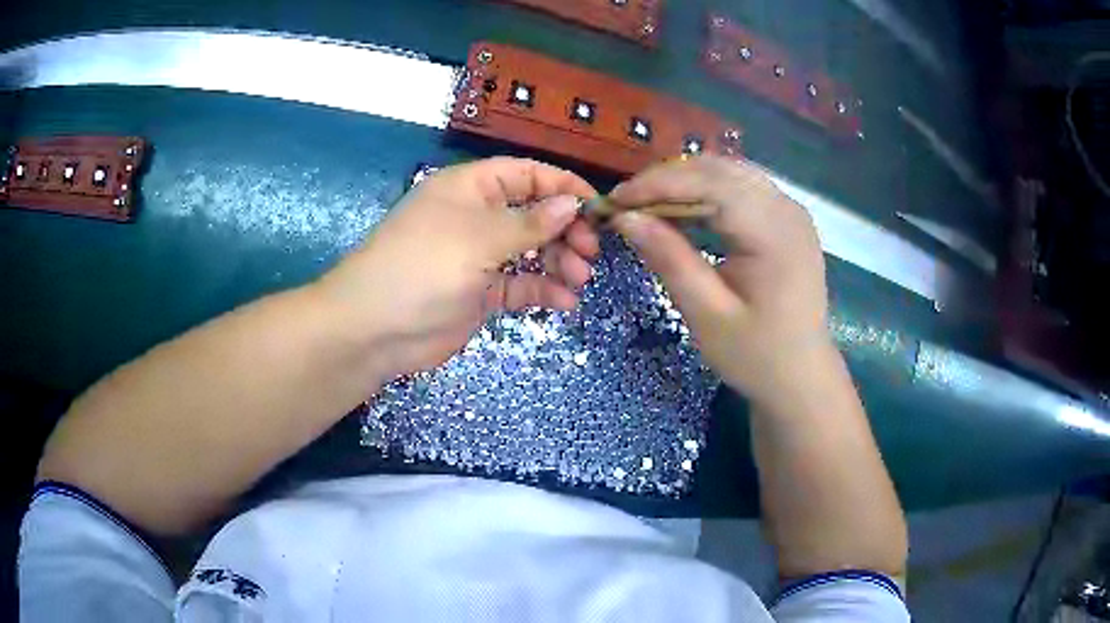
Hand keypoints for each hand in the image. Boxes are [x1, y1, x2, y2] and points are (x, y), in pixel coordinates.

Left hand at [316, 157, 599, 380]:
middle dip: (564, 230)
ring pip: (530, 251)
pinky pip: (519, 284)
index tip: (596, 208)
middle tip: (590, 252)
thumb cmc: (423, 266)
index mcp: (471, 188)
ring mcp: (478, 256)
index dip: (562, 186)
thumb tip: (572, 204)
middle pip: (533, 214)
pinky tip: (564, 302)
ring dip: (558, 262)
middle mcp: (477, 217)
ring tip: (579, 279)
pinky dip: (542, 291)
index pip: (526, 175)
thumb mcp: (479, 238)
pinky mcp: (480, 292)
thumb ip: (529, 222)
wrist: (375, 329)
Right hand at [611, 156, 830, 403]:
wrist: (801, 376)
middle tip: (627, 204)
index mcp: (775, 233)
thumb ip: (669, 259)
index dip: (659, 183)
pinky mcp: (787, 219)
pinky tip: (683, 212)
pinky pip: (741, 189)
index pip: (711, 184)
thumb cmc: (756, 355)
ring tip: (648, 207)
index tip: (616, 200)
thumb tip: (625, 218)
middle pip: (720, 170)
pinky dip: (706, 193)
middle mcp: (787, 209)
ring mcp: (791, 211)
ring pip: (729, 174)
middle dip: (668, 179)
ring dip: (685, 183)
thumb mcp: (707, 315)